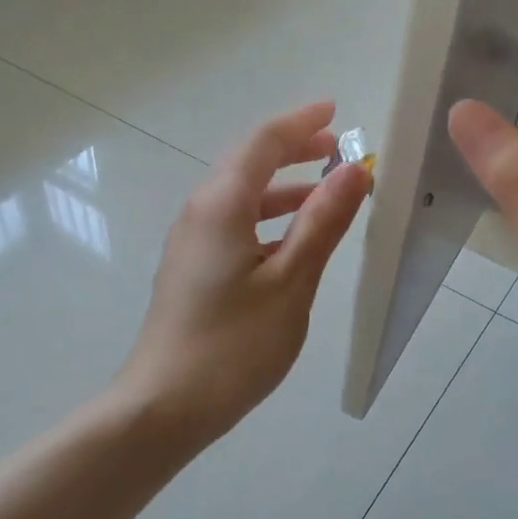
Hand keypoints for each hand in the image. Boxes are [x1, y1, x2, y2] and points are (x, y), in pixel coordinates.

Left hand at [116, 103, 369, 444]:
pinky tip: (291, 243)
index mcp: (221, 206)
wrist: (165, 406)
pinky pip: (233, 225)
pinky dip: (267, 219)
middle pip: (246, 164)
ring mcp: (190, 244)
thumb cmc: (233, 346)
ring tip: (324, 193)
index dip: (300, 124)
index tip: (335, 112)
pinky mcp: (191, 271)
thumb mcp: (290, 283)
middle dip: (291, 150)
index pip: (262, 143)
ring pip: (239, 197)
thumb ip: (321, 223)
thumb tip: (352, 171)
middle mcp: (199, 214)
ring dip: (282, 187)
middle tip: (336, 149)